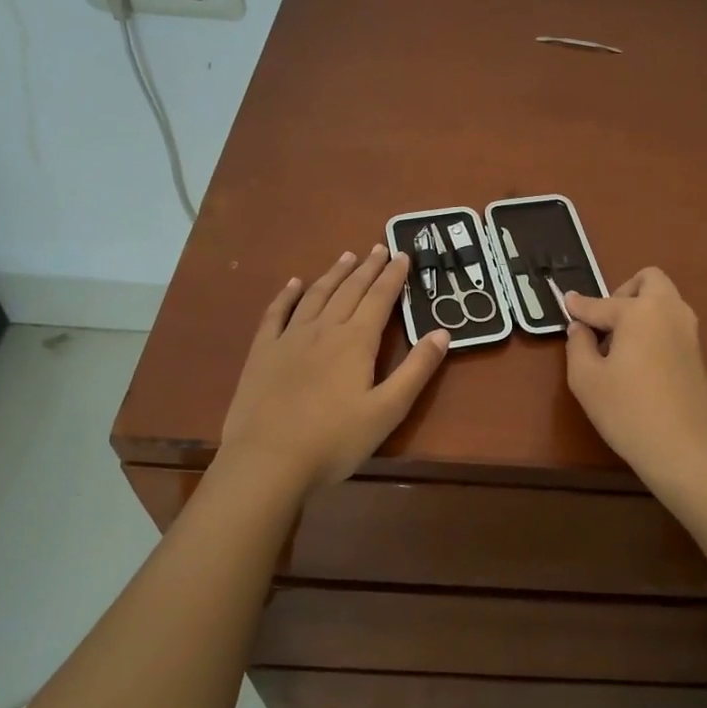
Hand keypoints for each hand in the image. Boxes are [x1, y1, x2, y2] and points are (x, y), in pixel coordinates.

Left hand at [220, 246, 449, 492]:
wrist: (267, 461)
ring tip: (347, 256)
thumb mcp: (388, 410)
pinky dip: (288, 295)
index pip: (380, 299)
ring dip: (334, 274)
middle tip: (379, 247)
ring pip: (316, 295)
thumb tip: (443, 332)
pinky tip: (295, 284)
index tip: (403, 255)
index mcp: (356, 341)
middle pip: (350, 290)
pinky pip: (277, 313)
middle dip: (368, 268)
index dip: (393, 276)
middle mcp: (324, 329)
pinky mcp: (263, 353)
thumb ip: (416, 370)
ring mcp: (289, 338)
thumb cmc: (335, 440)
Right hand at [562, 268, 706, 485]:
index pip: (601, 303)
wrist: (689, 449)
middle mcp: (669, 311)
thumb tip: (580, 328)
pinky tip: (638, 363)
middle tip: (605, 322)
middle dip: (623, 292)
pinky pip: (672, 325)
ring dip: (641, 310)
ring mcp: (690, 332)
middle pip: (649, 281)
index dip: (579, 305)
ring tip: (618, 346)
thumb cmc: (629, 411)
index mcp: (640, 311)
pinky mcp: (699, 355)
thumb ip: (578, 346)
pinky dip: (654, 330)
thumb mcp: (586, 380)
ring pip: (664, 302)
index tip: (566, 302)